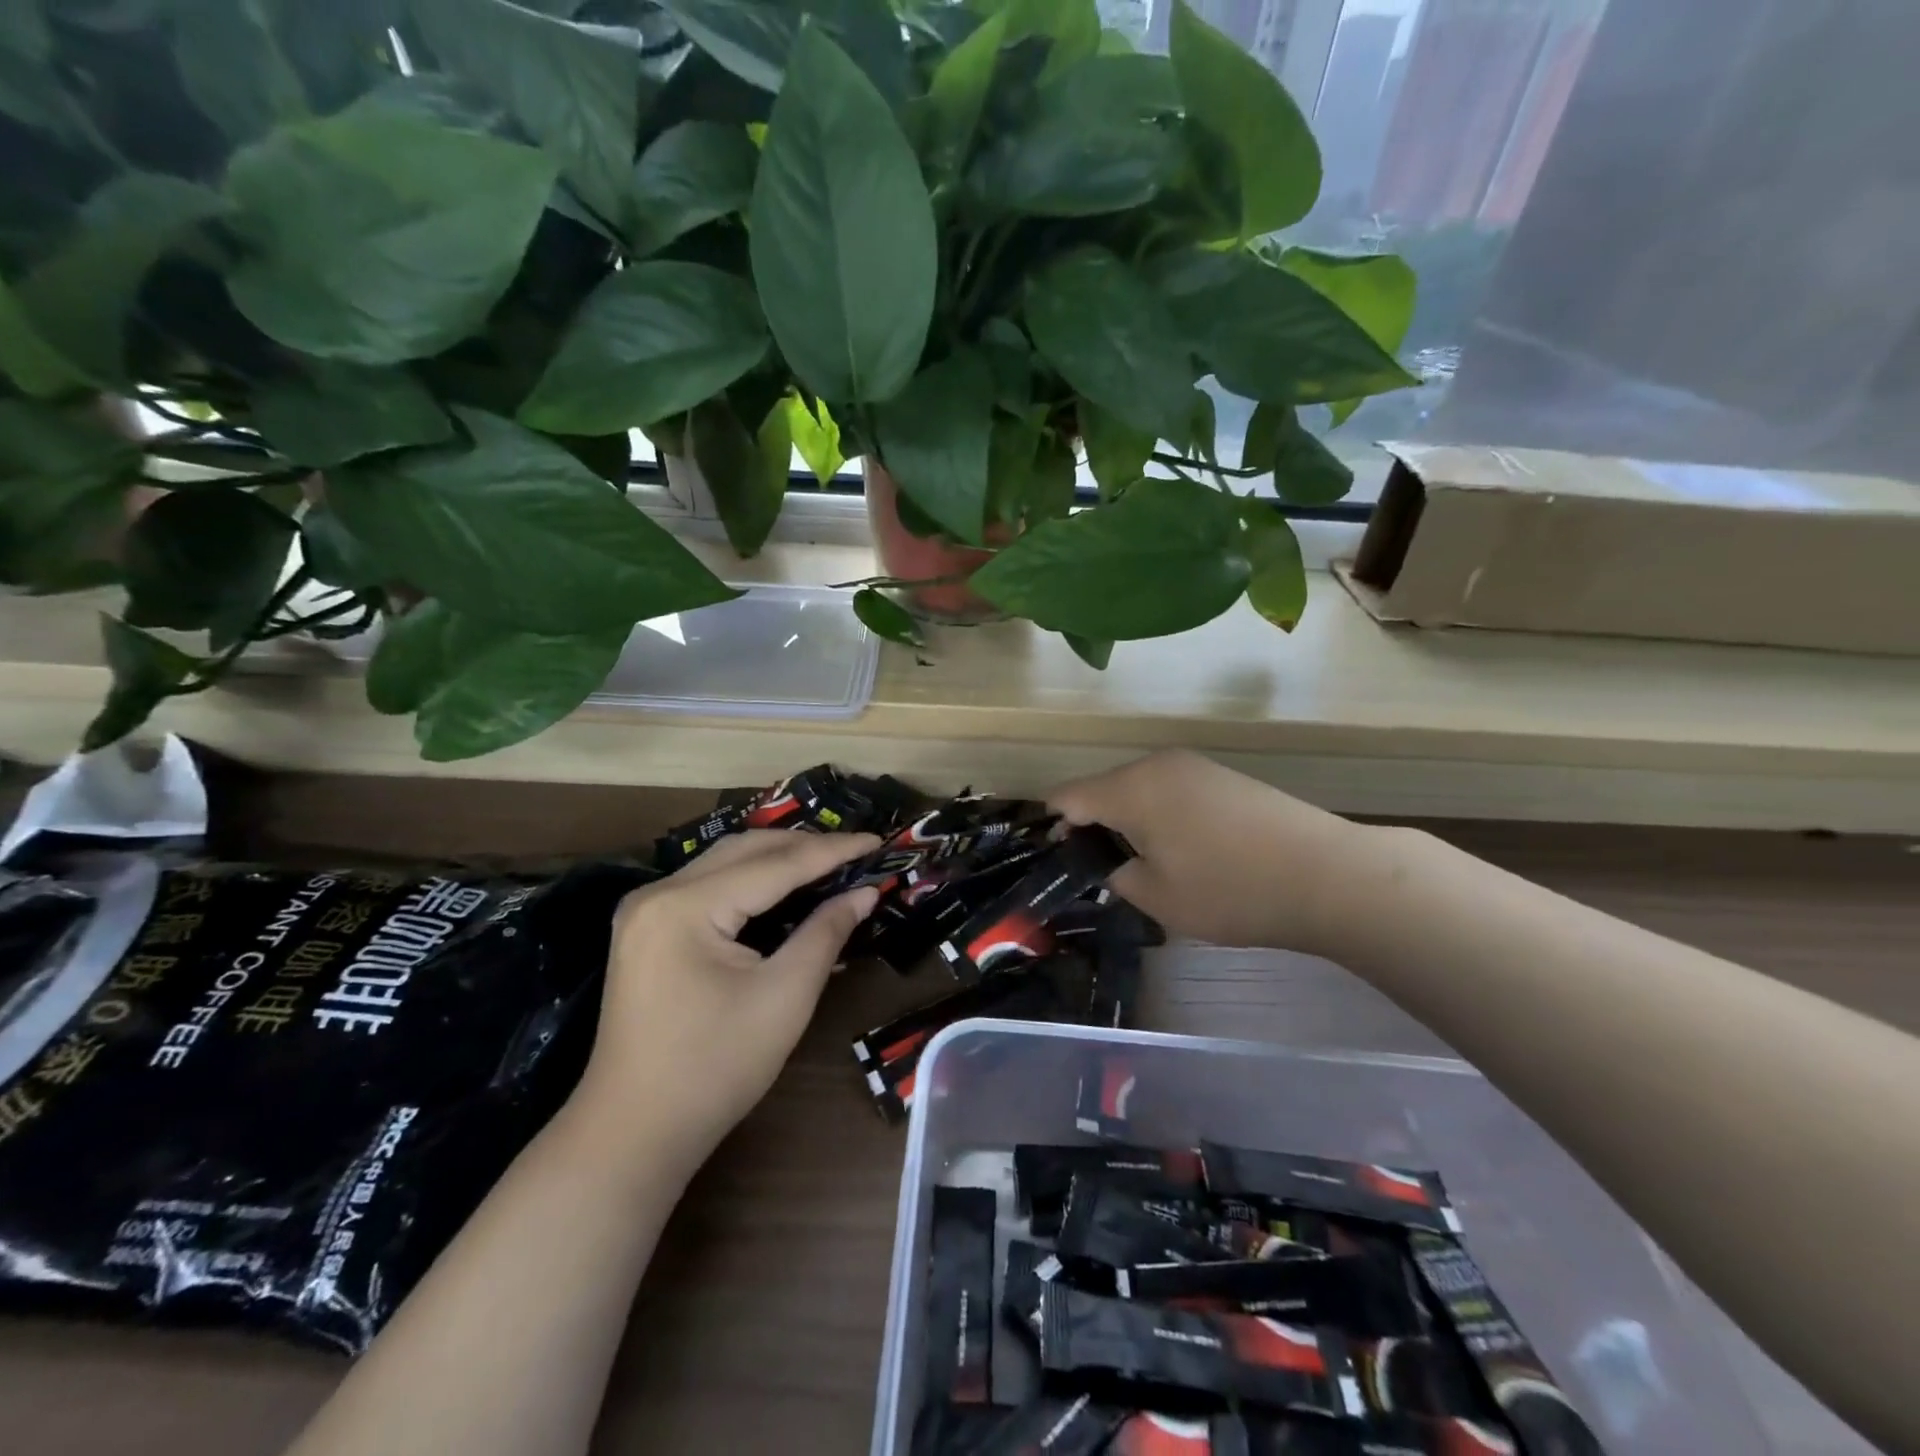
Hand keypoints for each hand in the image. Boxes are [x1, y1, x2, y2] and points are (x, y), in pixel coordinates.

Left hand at [569, 829, 881, 1173]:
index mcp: (686, 906)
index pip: (775, 864)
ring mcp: (646, 911)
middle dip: (805, 846)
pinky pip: (709, 886)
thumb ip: (825, 933)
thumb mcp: (784, 997)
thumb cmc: (715, 1068)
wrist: (633, 1135)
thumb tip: (864, 893)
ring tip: (829, 861)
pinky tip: (784, 887)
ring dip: (778, 858)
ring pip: (725, 862)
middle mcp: (659, 893)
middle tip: (857, 850)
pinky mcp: (647, 929)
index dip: (832, 851)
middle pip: (745, 850)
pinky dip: (752, 881)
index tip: (878, 840)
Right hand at [1049, 750, 1374, 953]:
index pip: (1066, 797)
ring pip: (1136, 790)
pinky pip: (1168, 791)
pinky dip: (1158, 816)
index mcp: (1131, 787)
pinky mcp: (1220, 776)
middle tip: (1098, 872)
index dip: (1051, 828)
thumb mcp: (1156, 896)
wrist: (1327, 874)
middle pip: (1101, 789)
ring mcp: (1193, 766)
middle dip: (1091, 827)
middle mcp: (1156, 764)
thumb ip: (1114, 874)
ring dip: (1126, 822)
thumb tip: (1103, 862)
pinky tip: (1180, 850)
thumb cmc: (1230, 889)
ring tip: (1141, 865)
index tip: (1054, 862)